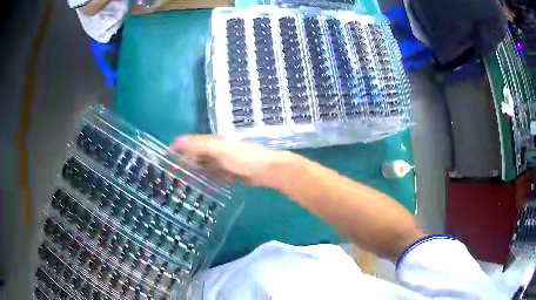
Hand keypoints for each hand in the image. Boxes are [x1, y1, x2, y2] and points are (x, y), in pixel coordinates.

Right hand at [170, 135, 286, 185]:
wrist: (266, 170)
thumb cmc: (242, 157)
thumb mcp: (219, 149)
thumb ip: (198, 145)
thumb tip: (176, 140)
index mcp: (211, 143)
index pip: (189, 145)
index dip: (177, 150)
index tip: (165, 160)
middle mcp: (215, 152)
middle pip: (194, 158)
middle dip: (183, 166)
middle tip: (171, 177)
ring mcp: (222, 164)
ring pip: (202, 169)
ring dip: (192, 175)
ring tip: (181, 185)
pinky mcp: (228, 175)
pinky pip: (212, 178)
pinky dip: (205, 182)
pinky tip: (199, 189)